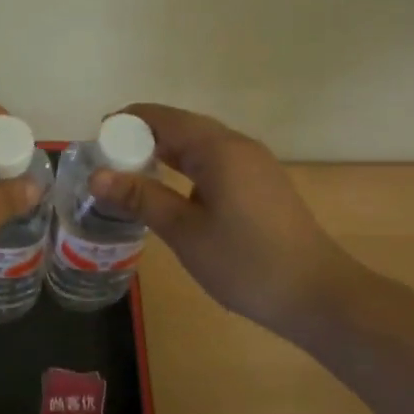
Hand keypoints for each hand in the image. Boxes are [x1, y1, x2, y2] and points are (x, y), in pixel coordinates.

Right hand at [86, 104, 365, 334]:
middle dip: (142, 136)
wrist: (318, 296)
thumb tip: (96, 175)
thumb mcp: (184, 231)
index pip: (163, 117)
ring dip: (164, 152)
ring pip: (200, 144)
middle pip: (182, 126)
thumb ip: (141, 198)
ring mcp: (254, 164)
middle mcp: (238, 145)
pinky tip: (171, 190)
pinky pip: (215, 161)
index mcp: (218, 148)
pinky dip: (186, 167)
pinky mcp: (261, 184)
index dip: (126, 123)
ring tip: (131, 173)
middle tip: (107, 160)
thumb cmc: (246, 262)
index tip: (96, 140)